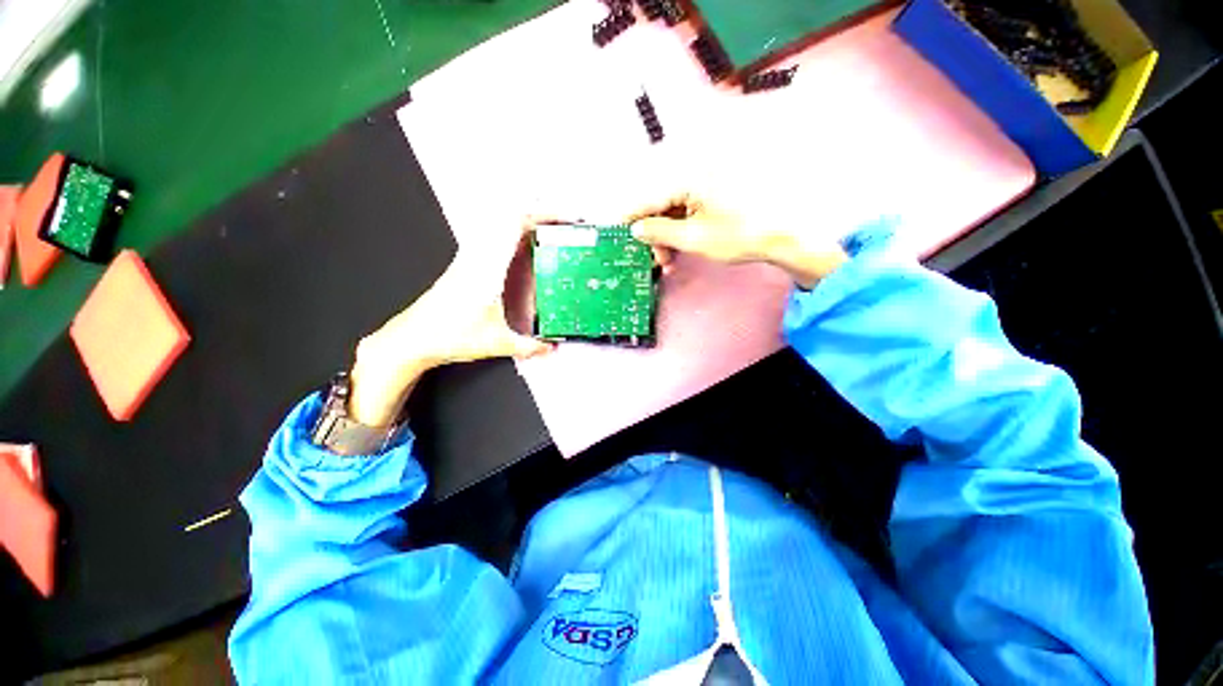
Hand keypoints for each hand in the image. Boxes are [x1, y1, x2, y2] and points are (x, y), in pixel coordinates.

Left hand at [348, 221, 551, 426]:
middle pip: (507, 219)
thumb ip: (529, 347)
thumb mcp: (498, 344)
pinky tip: (516, 248)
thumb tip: (550, 347)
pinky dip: (507, 236)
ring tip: (543, 230)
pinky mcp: (462, 267)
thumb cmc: (448, 336)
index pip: (514, 227)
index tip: (562, 219)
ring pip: (496, 227)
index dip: (540, 217)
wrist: (412, 339)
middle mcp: (475, 258)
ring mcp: (467, 261)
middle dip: (536, 215)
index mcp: (487, 269)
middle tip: (560, 222)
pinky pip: (488, 240)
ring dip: (520, 224)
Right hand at [625, 192, 846, 288]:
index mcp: (687, 177)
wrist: (781, 235)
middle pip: (658, 204)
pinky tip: (679, 249)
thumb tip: (636, 228)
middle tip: (656, 260)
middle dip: (653, 234)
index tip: (613, 229)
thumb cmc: (738, 235)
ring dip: (666, 236)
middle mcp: (693, 172)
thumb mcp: (693, 238)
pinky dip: (679, 230)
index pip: (647, 197)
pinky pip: (685, 210)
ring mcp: (704, 182)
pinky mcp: (712, 192)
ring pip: (671, 209)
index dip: (629, 216)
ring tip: (670, 261)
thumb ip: (660, 231)